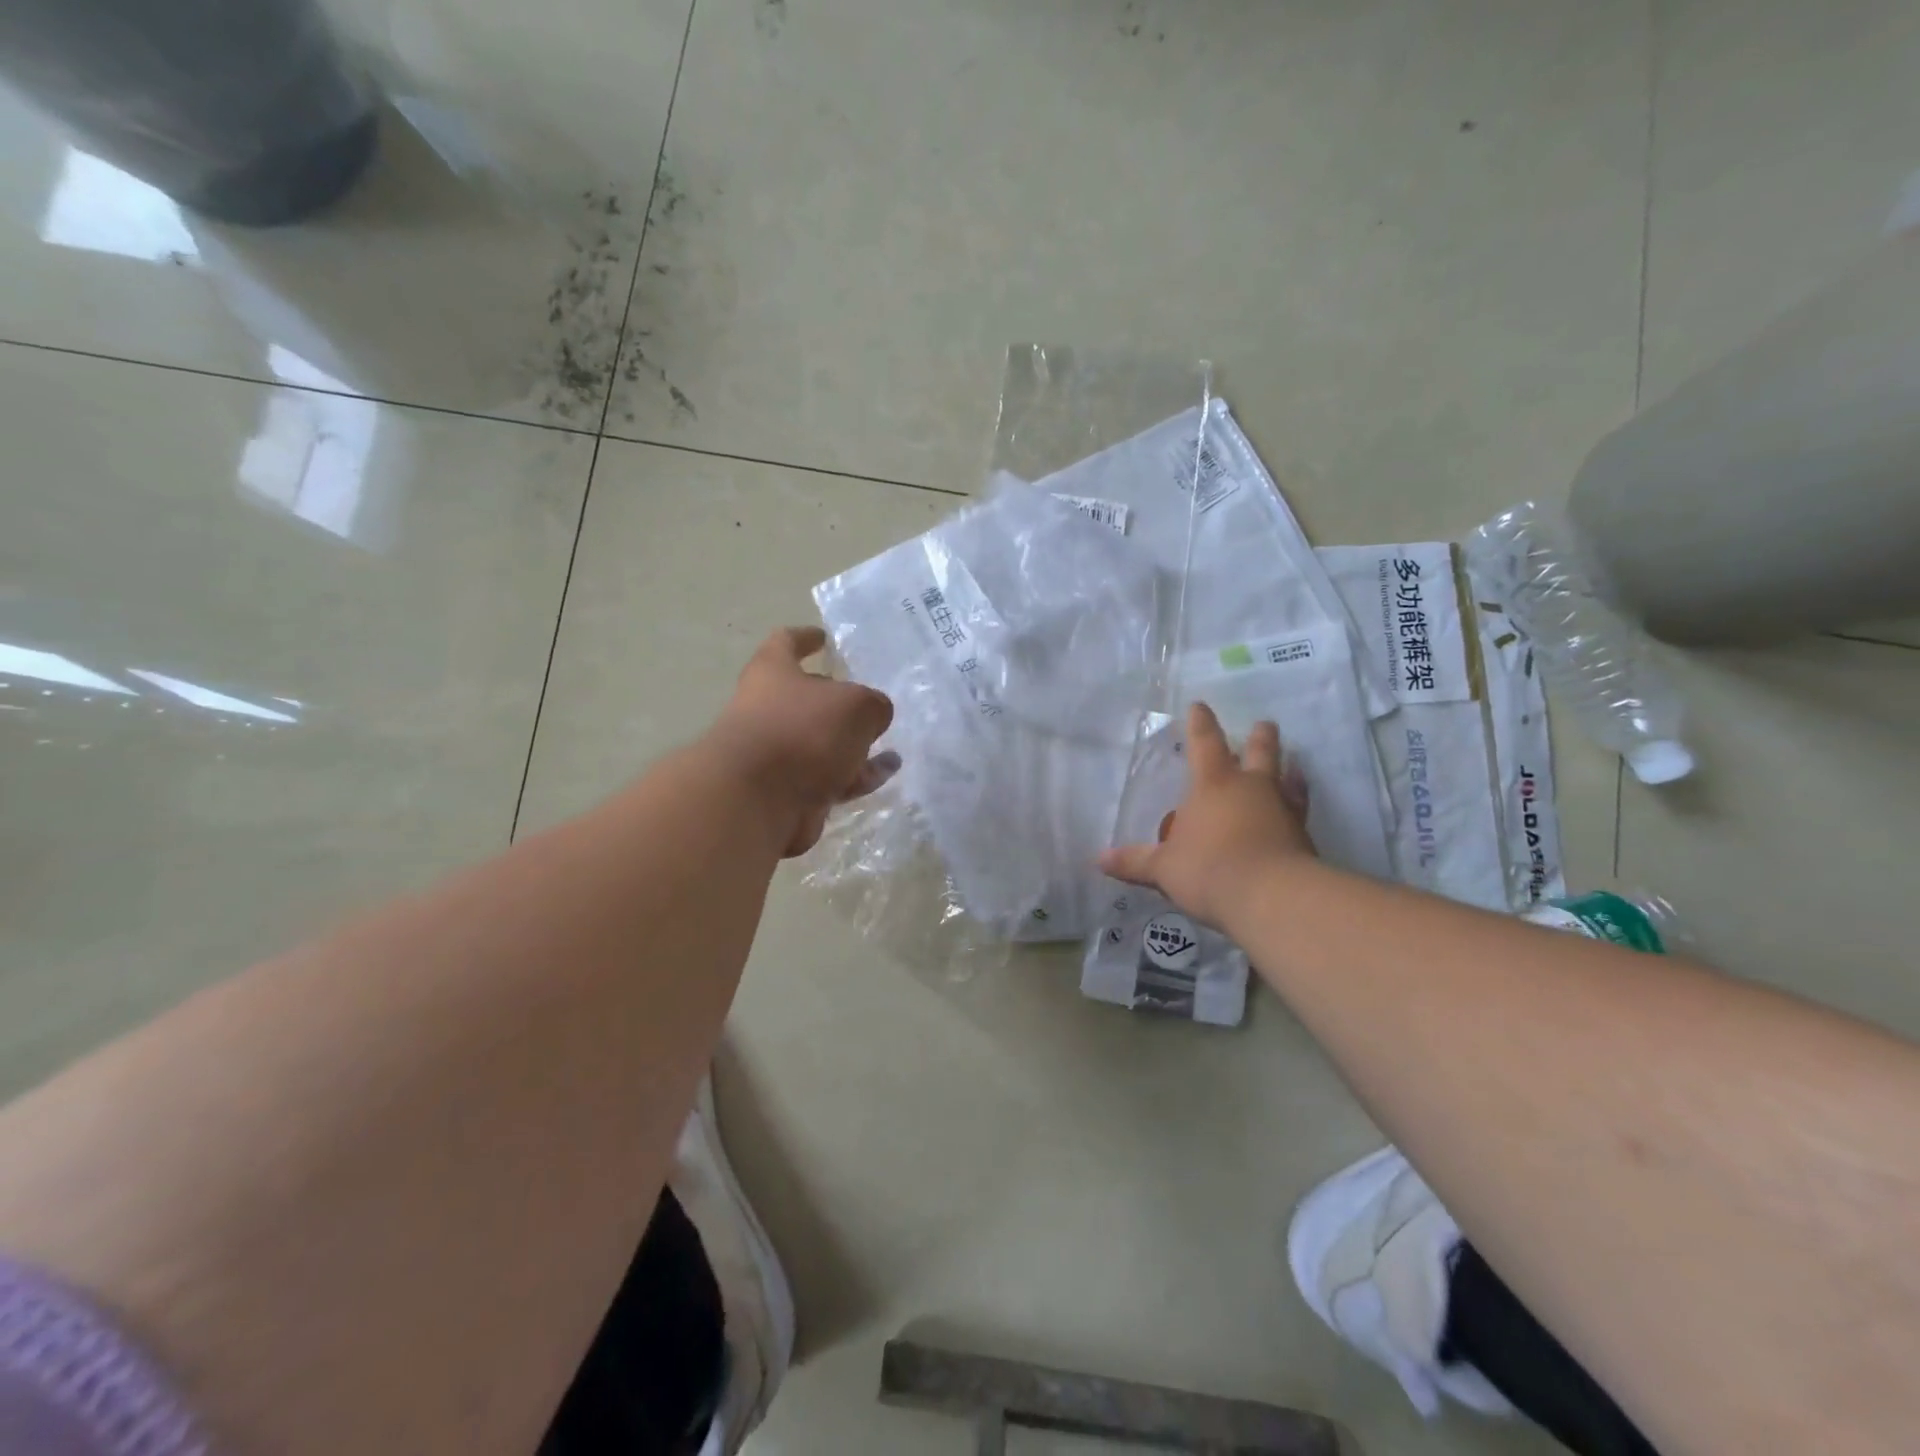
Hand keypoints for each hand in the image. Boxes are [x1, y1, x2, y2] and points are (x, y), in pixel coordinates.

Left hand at [707, 627, 897, 856]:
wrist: (756, 801)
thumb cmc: (803, 731)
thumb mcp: (857, 706)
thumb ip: (874, 705)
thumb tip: (874, 716)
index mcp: (773, 673)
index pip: (786, 643)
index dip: (805, 638)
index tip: (823, 638)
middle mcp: (767, 709)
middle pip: (805, 699)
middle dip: (837, 703)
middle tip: (869, 705)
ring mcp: (775, 754)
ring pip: (820, 743)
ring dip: (853, 745)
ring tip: (891, 748)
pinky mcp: (785, 792)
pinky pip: (826, 778)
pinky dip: (854, 775)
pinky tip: (885, 775)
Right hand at [1098, 702, 1313, 929]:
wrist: (1273, 898)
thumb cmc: (1209, 870)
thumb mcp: (1164, 869)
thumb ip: (1136, 862)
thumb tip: (1100, 860)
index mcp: (1213, 785)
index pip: (1204, 743)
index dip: (1200, 723)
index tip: (1200, 706)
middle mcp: (1251, 788)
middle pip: (1259, 752)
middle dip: (1260, 737)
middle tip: (1264, 725)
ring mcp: (1282, 810)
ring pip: (1287, 779)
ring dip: (1289, 769)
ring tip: (1293, 764)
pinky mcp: (1303, 837)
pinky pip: (1300, 812)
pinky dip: (1298, 806)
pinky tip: (1298, 814)